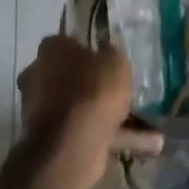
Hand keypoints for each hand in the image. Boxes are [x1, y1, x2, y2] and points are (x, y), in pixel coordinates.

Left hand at [17, 36, 164, 188]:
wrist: (72, 146)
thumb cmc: (92, 90)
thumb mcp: (115, 61)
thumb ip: (111, 55)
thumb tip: (106, 54)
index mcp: (51, 51)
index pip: (67, 42)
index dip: (88, 48)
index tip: (106, 56)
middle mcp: (39, 78)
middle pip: (72, 76)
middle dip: (96, 85)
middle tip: (123, 90)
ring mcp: (44, 113)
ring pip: (82, 108)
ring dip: (109, 116)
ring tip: (149, 125)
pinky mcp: (55, 142)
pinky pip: (88, 133)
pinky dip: (115, 139)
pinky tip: (148, 146)